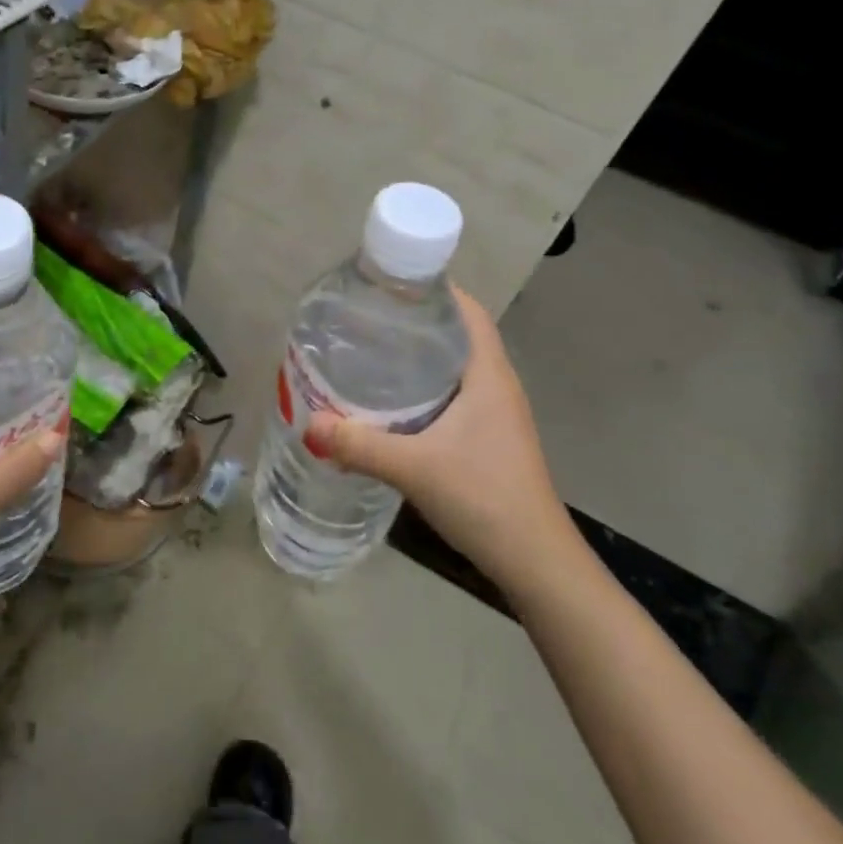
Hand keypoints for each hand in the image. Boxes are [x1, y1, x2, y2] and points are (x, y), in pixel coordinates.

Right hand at [306, 285, 578, 599]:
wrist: (534, 559)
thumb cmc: (484, 497)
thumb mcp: (415, 467)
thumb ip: (360, 445)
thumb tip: (308, 423)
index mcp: (488, 375)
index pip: (467, 311)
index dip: (434, 289)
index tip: (389, 284)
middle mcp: (496, 385)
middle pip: (456, 334)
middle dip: (415, 321)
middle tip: (365, 318)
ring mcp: (495, 414)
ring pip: (453, 367)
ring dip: (418, 356)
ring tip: (370, 352)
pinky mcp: (487, 438)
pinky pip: (452, 395)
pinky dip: (422, 387)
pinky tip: (390, 403)